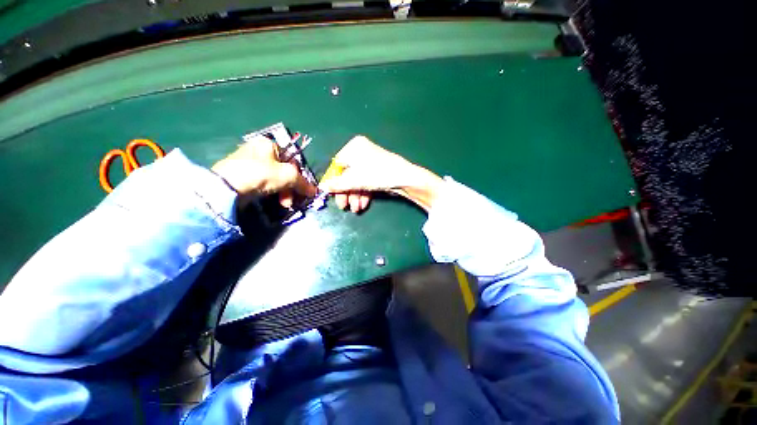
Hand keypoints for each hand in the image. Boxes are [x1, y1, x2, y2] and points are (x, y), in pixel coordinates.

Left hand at [212, 135, 317, 206]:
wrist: (227, 187)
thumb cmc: (261, 174)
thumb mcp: (288, 176)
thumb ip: (303, 183)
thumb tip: (315, 191)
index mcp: (269, 144)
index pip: (292, 159)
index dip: (299, 175)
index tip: (302, 189)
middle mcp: (258, 150)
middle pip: (283, 171)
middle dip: (290, 188)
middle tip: (291, 201)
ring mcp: (248, 162)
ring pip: (274, 178)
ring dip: (283, 193)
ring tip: (283, 204)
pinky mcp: (242, 175)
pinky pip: (263, 183)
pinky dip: (271, 192)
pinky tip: (273, 201)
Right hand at [319, 136, 443, 211]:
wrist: (406, 179)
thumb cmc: (377, 174)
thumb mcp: (355, 180)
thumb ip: (337, 184)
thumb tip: (322, 187)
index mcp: (354, 147)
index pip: (337, 165)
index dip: (333, 181)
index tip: (330, 195)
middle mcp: (362, 152)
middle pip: (347, 175)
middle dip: (346, 193)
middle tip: (343, 206)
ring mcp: (371, 163)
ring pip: (357, 181)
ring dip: (355, 196)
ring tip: (356, 209)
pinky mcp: (378, 172)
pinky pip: (366, 182)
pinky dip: (364, 194)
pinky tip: (363, 205)